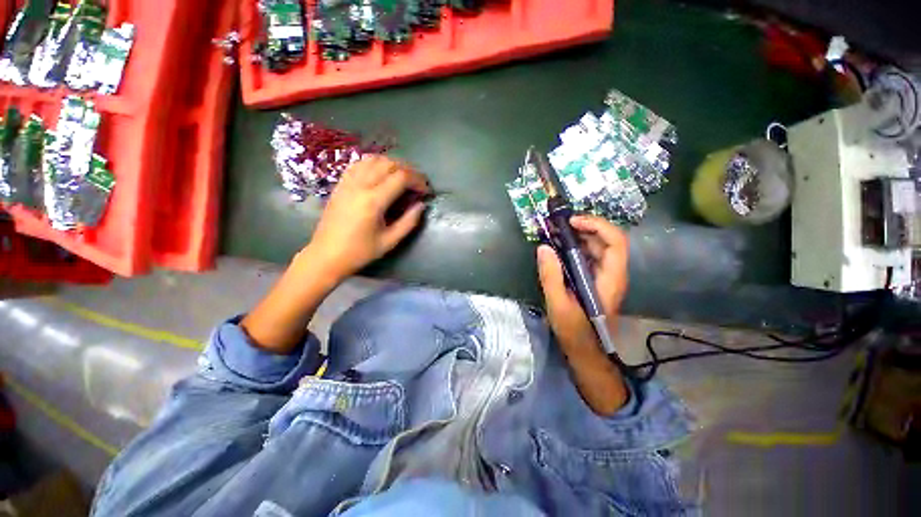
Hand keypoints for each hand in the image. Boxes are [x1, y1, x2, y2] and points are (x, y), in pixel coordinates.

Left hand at [306, 155, 429, 281]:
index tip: (425, 191)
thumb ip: (409, 222)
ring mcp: (348, 182)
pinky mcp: (340, 184)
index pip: (401, 177)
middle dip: (408, 170)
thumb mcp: (390, 242)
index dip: (418, 180)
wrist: (326, 255)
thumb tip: (421, 205)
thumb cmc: (360, 252)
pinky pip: (359, 164)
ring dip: (392, 164)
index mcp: (373, 201)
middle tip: (417, 184)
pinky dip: (375, 164)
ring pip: (374, 159)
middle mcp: (360, 185)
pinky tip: (381, 174)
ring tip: (401, 178)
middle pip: (389, 164)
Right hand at [537, 215, 628, 358]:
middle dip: (585, 227)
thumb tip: (544, 247)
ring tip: (557, 232)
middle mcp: (612, 274)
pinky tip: (559, 248)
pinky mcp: (595, 280)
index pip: (615, 242)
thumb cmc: (575, 331)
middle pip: (607, 240)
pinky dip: (576, 247)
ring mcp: (604, 276)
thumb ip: (551, 276)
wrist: (586, 351)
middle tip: (559, 225)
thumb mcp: (558, 304)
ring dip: (580, 236)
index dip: (596, 225)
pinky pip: (589, 256)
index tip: (572, 222)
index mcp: (609, 279)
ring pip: (598, 247)